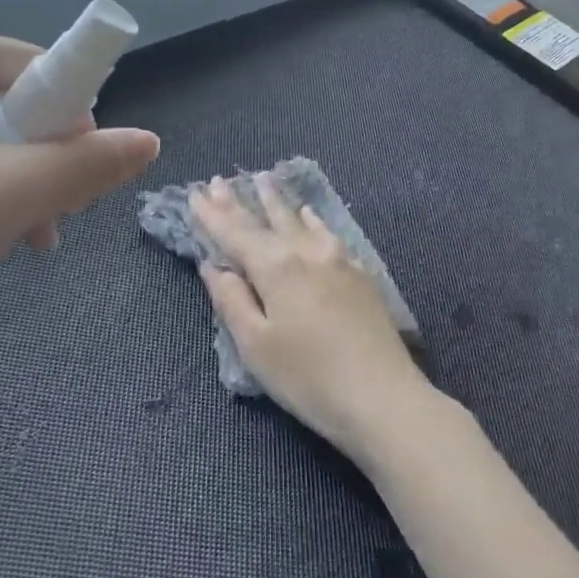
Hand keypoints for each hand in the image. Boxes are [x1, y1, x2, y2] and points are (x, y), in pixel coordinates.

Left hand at [0, 26, 158, 349]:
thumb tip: (149, 142)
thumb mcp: (13, 194)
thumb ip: (89, 164)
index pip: (38, 66)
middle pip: (11, 107)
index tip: (80, 177)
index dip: (74, 120)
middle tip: (47, 222)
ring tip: (14, 243)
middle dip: (42, 166)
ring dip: (12, 190)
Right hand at [192, 174, 428, 462]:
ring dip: (277, 202)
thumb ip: (231, 300)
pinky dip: (311, 220)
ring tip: (264, 180)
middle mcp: (307, 252)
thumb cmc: (308, 378)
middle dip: (241, 201)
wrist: (383, 398)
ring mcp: (339, 260)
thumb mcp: (255, 345)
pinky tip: (309, 214)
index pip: (235, 233)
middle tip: (221, 180)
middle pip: (267, 220)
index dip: (212, 214)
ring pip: (300, 221)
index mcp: (275, 267)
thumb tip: (214, 266)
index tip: (195, 192)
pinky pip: (327, 233)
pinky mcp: (360, 274)